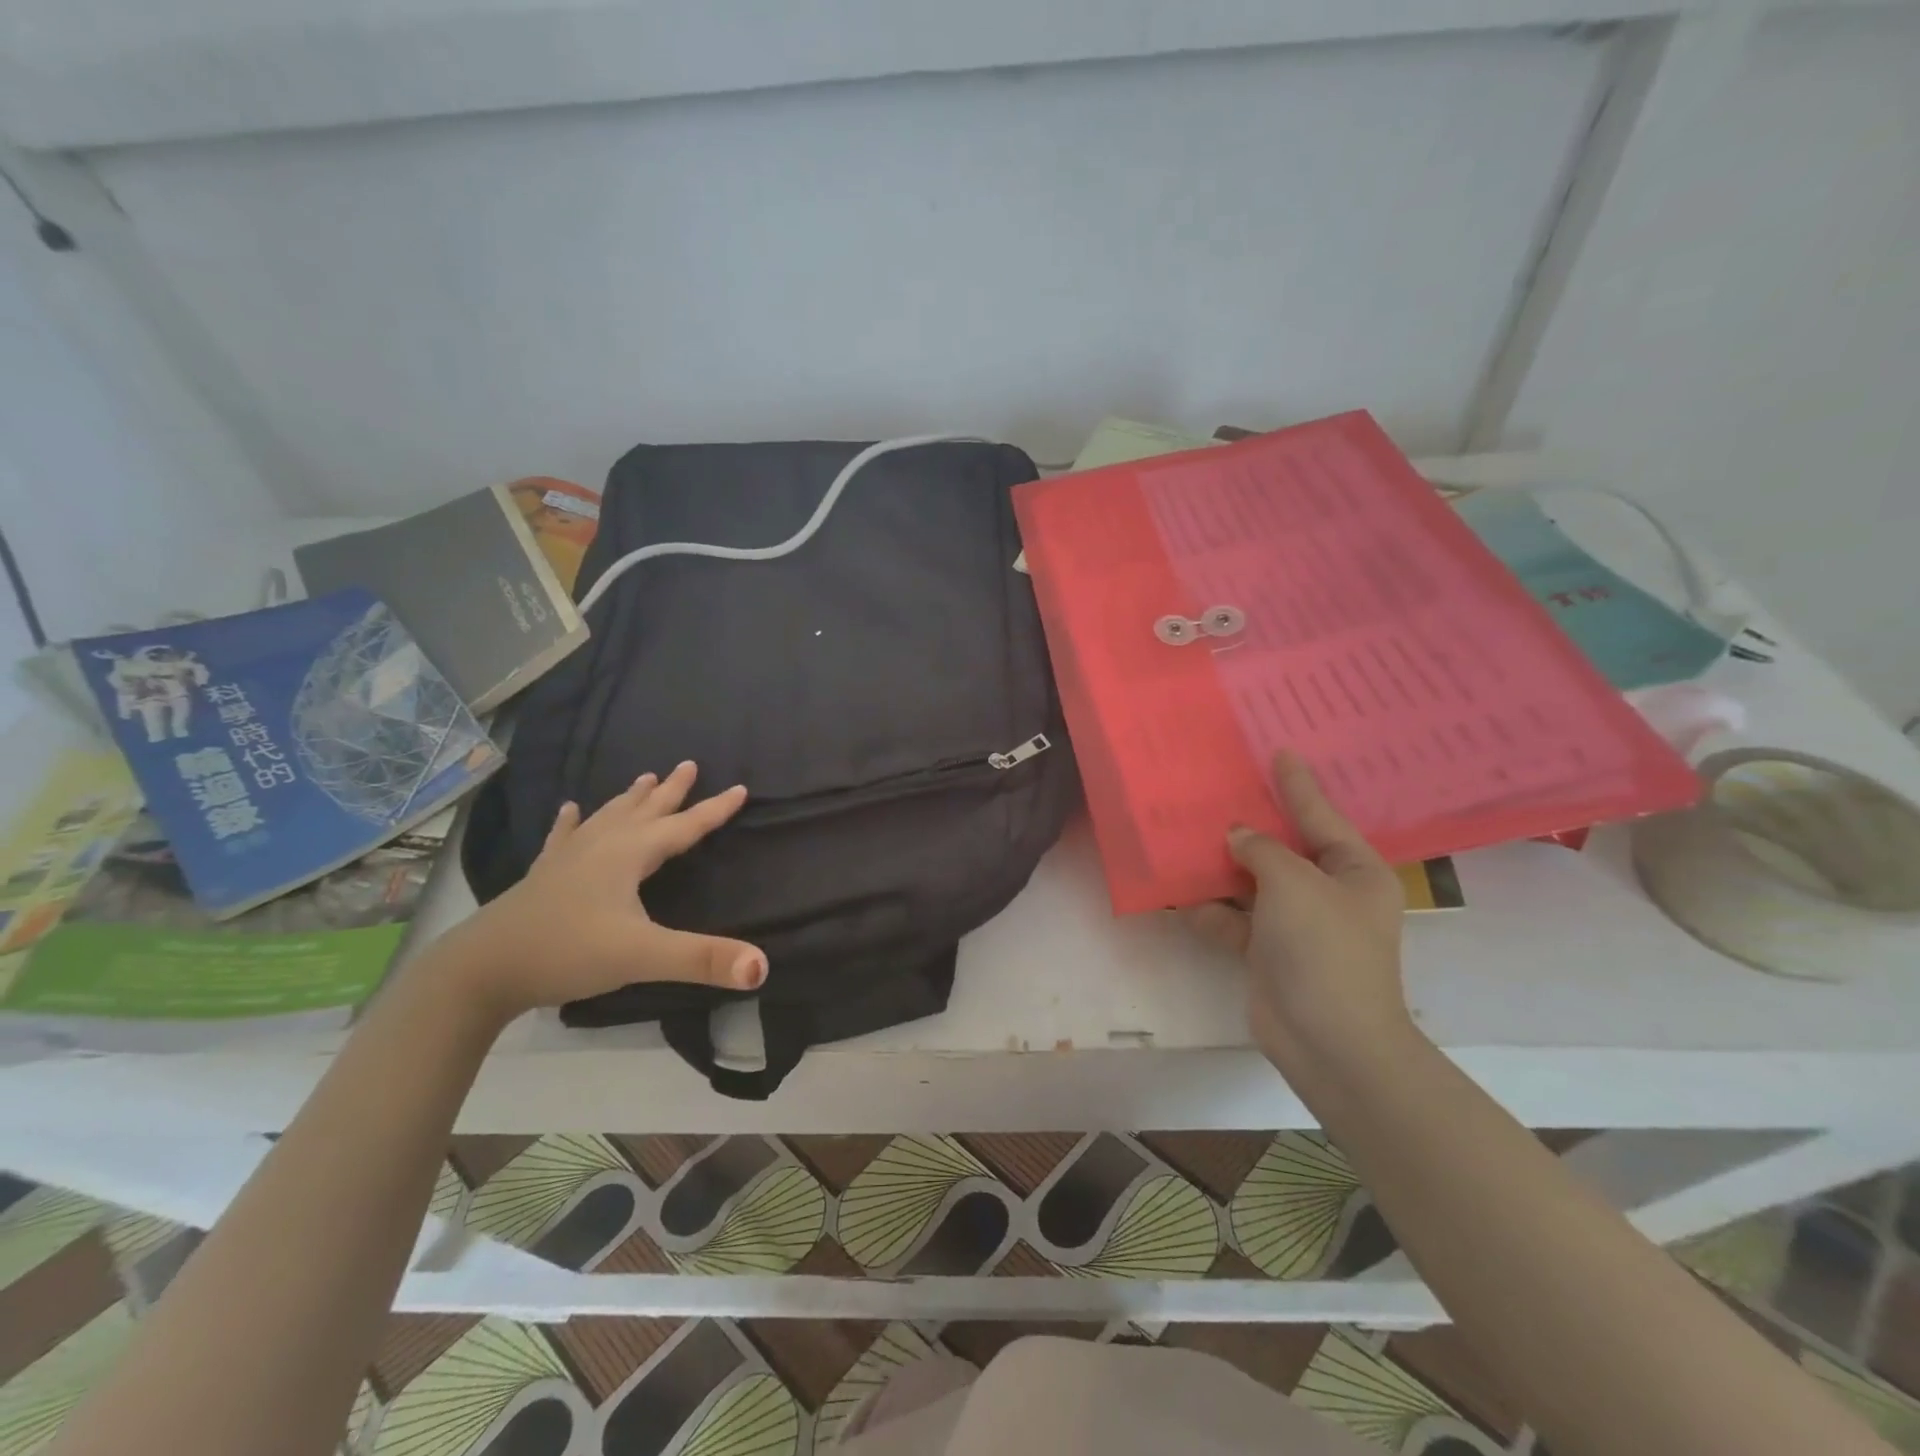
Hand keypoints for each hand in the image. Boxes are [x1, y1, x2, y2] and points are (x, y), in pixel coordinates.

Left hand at [439, 761, 764, 1020]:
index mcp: (629, 854)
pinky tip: (569, 810)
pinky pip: (564, 837)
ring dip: (631, 798)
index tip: (740, 787)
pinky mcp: (544, 874)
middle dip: (671, 790)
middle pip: (645, 810)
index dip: (715, 809)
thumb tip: (762, 967)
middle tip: (689, 764)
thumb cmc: (568, 953)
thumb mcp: (643, 957)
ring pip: (609, 817)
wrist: (481, 969)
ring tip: (644, 778)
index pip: (684, 826)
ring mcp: (568, 857)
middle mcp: (601, 845)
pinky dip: (572, 822)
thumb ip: (703, 960)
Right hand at [1184, 752, 1413, 1072]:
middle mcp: (1327, 892)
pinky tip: (1177, 894)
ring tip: (1184, 836)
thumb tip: (1237, 837)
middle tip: (1218, 790)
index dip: (1297, 784)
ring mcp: (1295, 924)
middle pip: (1282, 848)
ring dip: (1220, 868)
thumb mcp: (1295, 884)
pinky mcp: (1267, 952)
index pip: (1320, 815)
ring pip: (1251, 882)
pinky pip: (1232, 918)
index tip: (1279, 752)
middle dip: (1249, 826)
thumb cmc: (1324, 948)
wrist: (1327, 1040)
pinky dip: (1208, 909)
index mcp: (1353, 870)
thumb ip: (1262, 851)